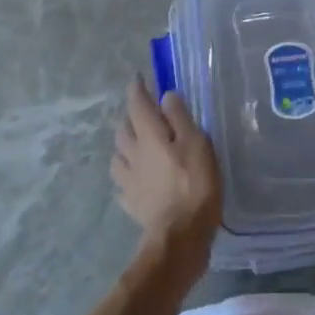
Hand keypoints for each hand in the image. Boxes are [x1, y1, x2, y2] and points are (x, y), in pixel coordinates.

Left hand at [112, 78, 220, 274]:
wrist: (179, 236)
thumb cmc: (194, 184)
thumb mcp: (196, 144)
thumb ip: (180, 118)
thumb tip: (165, 96)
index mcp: (149, 135)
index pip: (137, 104)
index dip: (137, 89)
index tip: (138, 78)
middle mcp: (133, 154)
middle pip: (123, 128)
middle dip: (130, 116)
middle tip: (143, 113)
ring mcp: (128, 180)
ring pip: (118, 155)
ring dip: (124, 145)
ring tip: (136, 145)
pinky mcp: (131, 203)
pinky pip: (122, 183)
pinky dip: (127, 176)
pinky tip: (135, 180)